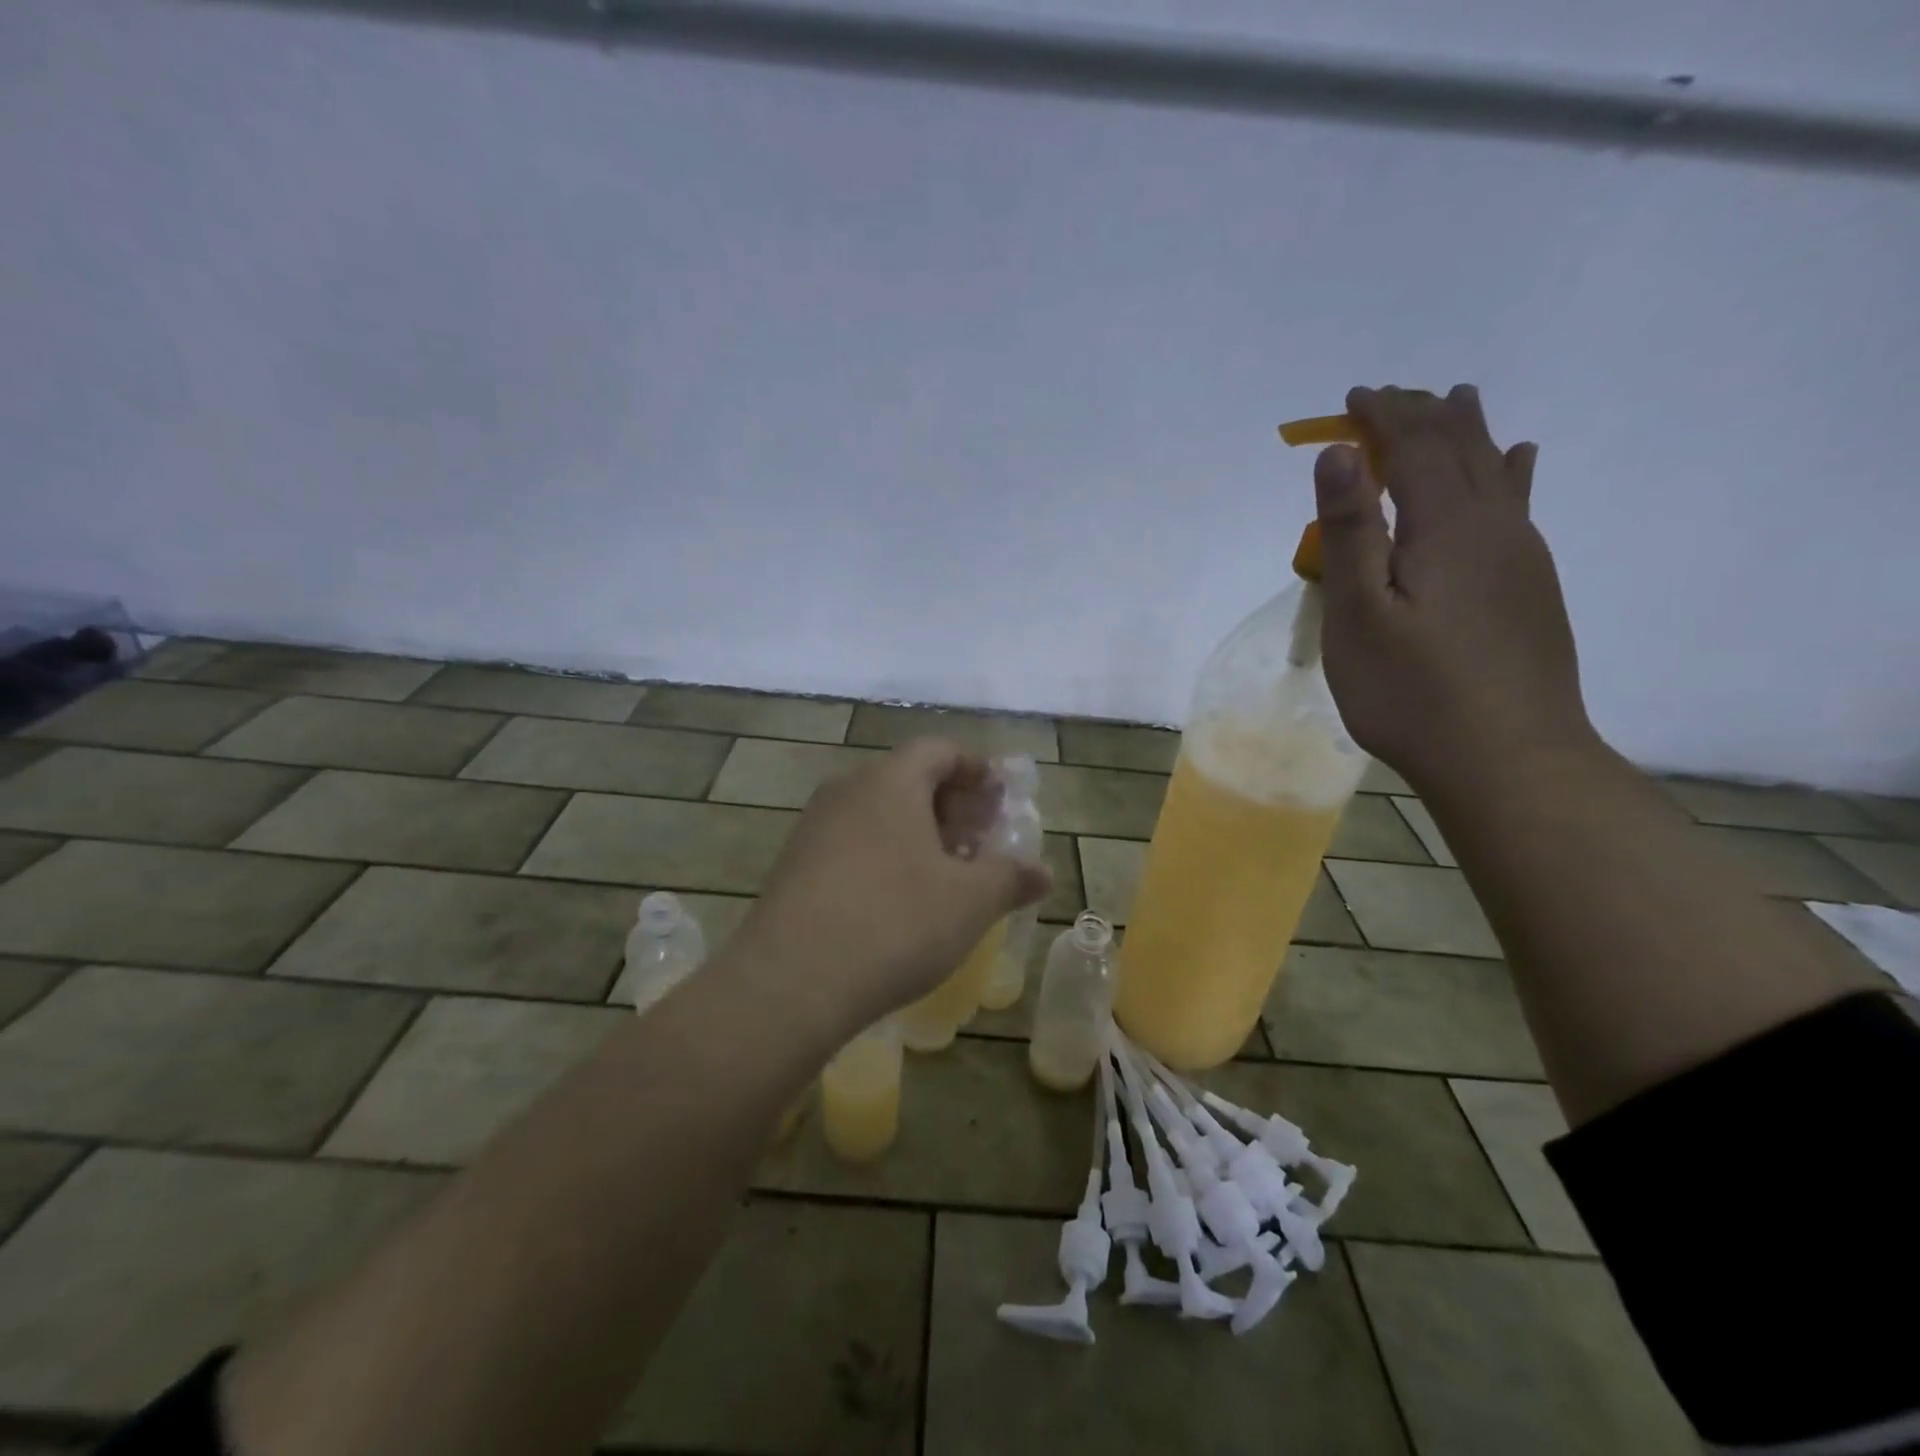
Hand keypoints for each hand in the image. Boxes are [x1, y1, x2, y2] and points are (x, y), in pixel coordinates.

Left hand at [735, 739, 1050, 1038]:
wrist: (790, 982)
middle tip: (980, 841)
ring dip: (917, 834)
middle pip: (907, 779)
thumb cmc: (895, 923)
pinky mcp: (793, 866)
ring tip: (945, 875)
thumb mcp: (970, 901)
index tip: (999, 799)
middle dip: (950, 805)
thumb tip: (1042, 872)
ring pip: (877, 813)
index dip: (976, 769)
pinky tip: (898, 901)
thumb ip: (1010, 877)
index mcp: (891, 781)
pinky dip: (884, 856)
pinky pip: (851, 843)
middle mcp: (847, 790)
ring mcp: (813, 828)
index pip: (939, 750)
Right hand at [1312, 384, 1597, 790]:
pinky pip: (1519, 505)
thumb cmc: (1412, 691)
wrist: (1507, 758)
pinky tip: (1518, 462)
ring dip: (1469, 432)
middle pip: (1460, 449)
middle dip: (1422, 416)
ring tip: (1457, 398)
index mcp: (1446, 527)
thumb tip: (1339, 453)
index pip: (1416, 448)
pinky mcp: (1530, 587)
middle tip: (1390, 395)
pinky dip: (1511, 471)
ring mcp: (1520, 557)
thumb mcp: (1359, 613)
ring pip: (1497, 471)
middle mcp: (1494, 527)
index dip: (1384, 416)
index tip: (1352, 397)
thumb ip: (1352, 531)